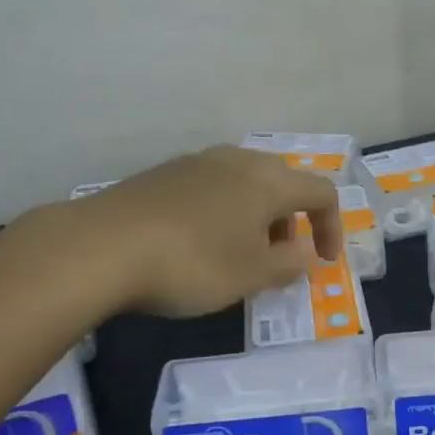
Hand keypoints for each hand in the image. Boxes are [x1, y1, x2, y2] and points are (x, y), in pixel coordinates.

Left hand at [75, 146, 343, 316]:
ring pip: (244, 182)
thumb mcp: (250, 275)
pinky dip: (223, 210)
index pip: (321, 192)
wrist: (102, 246)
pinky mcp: (164, 173)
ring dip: (256, 214)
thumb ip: (289, 263)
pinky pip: (211, 186)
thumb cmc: (192, 263)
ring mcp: (197, 162)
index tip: (323, 262)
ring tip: (239, 252)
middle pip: (282, 181)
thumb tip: (307, 251)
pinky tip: (197, 241)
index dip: (331, 226)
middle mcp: (236, 160)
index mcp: (267, 180)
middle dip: (292, 219)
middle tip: (280, 257)